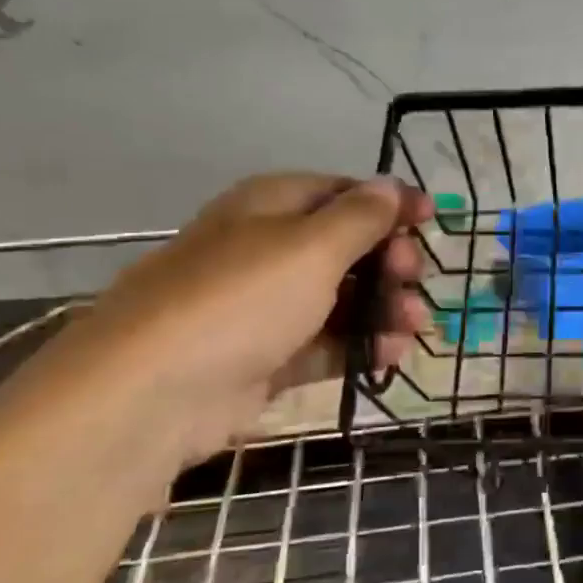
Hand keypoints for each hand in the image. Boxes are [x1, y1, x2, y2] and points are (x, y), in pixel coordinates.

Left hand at [0, 173, 430, 504]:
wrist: (151, 396)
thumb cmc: (239, 302)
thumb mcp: (311, 247)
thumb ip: (360, 217)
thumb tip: (390, 186)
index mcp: (270, 207)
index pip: (342, 192)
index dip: (389, 202)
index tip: (432, 219)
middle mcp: (266, 250)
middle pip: (345, 247)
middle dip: (390, 261)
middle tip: (416, 278)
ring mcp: (263, 307)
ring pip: (340, 299)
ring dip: (383, 309)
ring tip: (415, 328)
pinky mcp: (264, 358)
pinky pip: (324, 343)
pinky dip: (359, 347)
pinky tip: (391, 355)